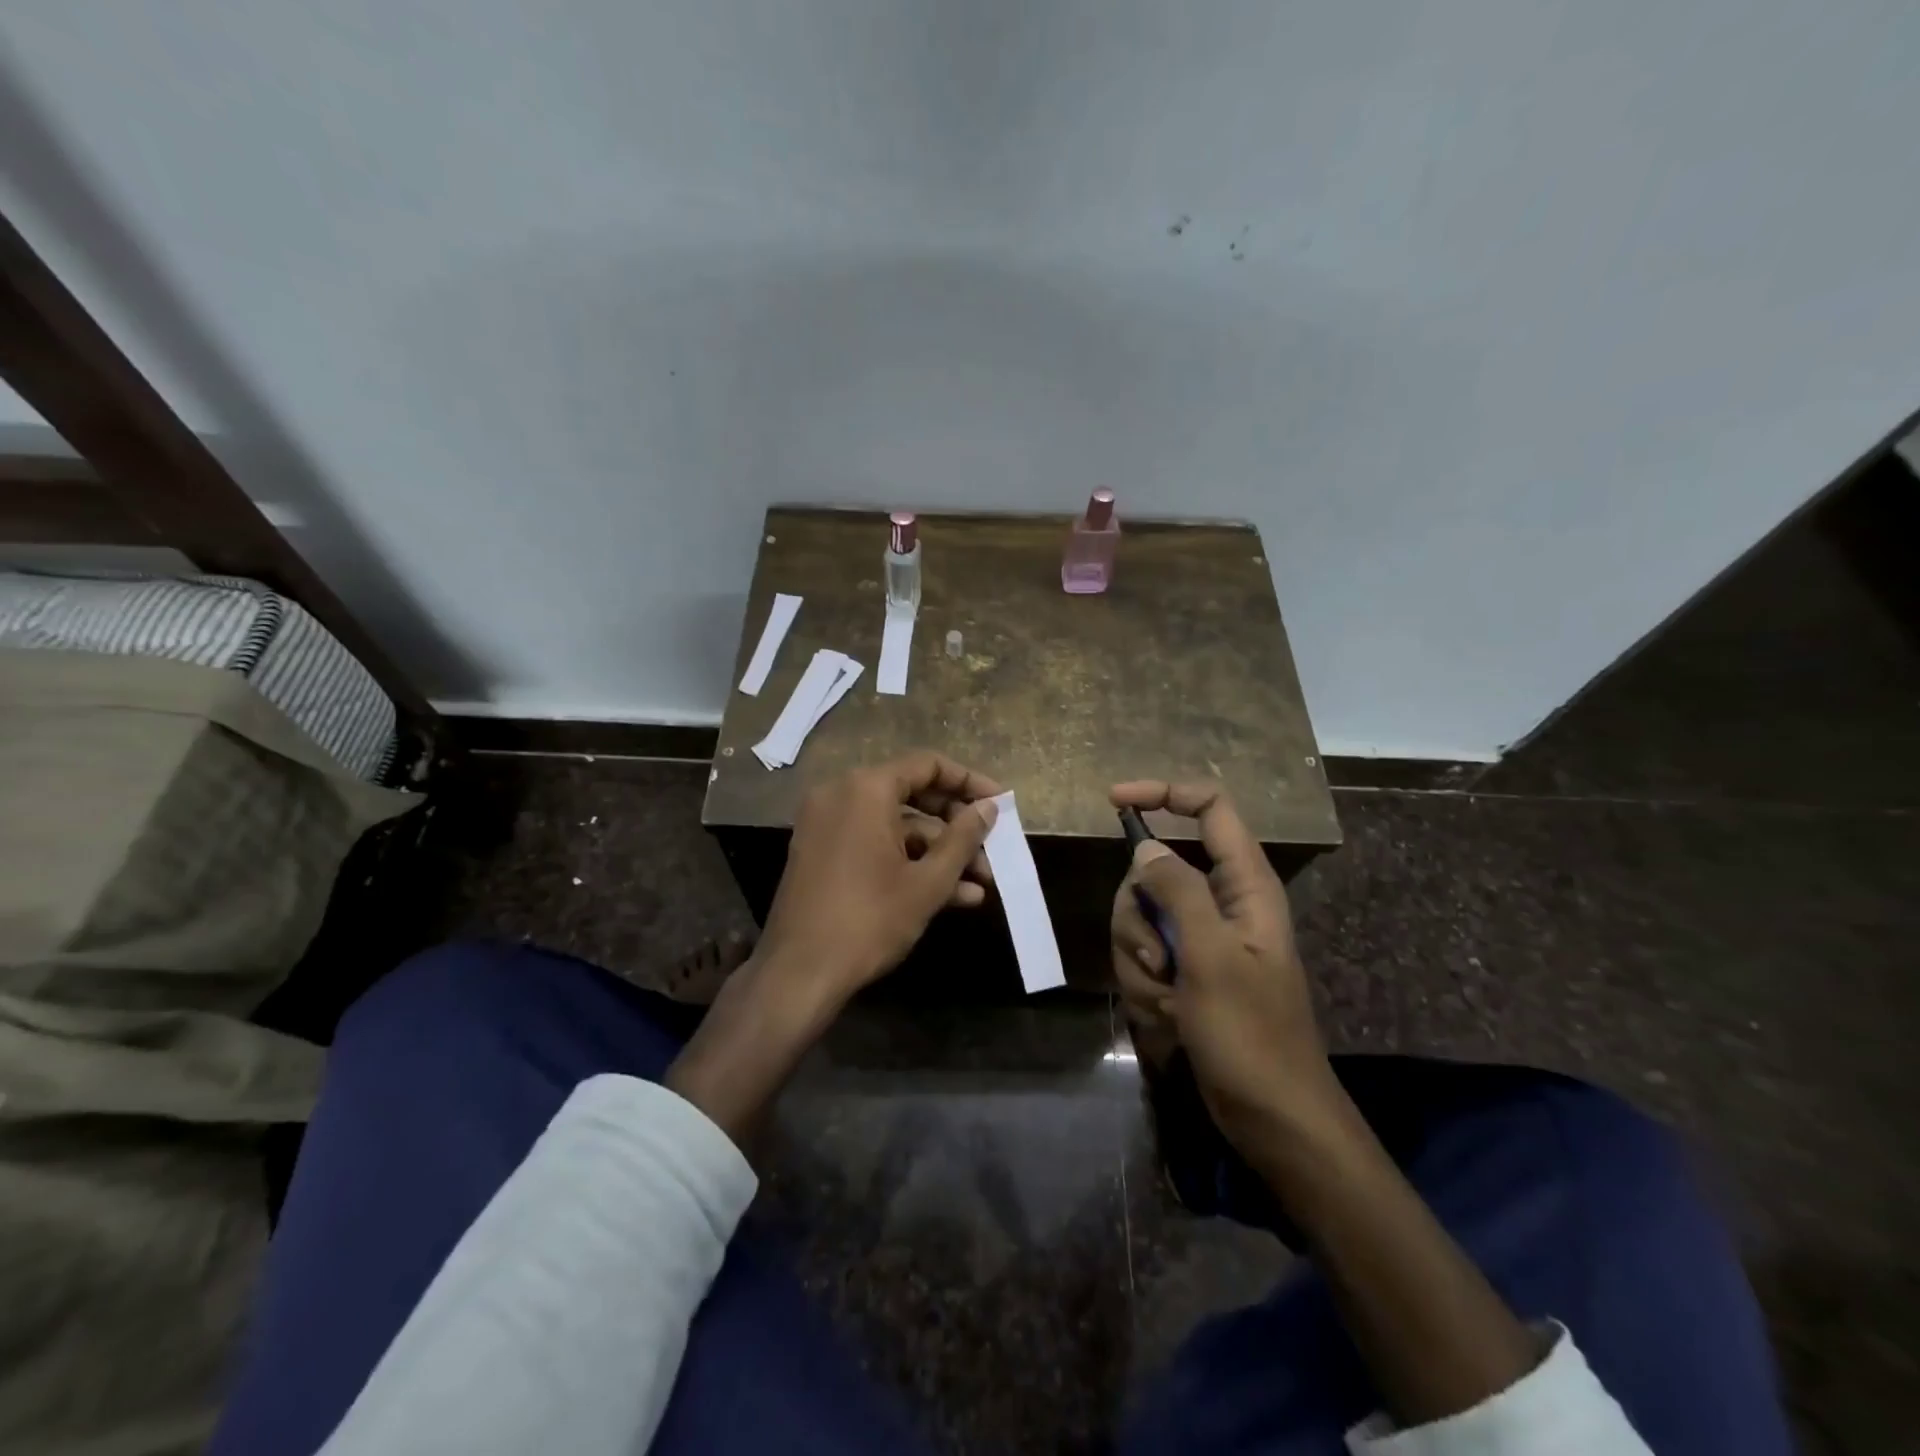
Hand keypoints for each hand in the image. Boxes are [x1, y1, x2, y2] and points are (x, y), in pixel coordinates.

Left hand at [756, 751, 1001, 1014]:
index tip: (1000, 803)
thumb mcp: (928, 882)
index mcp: (866, 789)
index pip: (928, 765)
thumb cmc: (869, 920)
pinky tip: (951, 896)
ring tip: (980, 884)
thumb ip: (963, 838)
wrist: (798, 973)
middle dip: (956, 826)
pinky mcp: (820, 853)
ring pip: (895, 826)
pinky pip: (873, 844)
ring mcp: (826, 824)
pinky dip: (907, 862)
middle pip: (912, 794)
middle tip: (991, 848)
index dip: (969, 782)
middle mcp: (841, 795)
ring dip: (938, 853)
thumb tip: (988, 808)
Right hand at [1109, 780, 1338, 1153]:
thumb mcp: (1211, 958)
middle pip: (1153, 870)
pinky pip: (1142, 954)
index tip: (1113, 802)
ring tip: (1169, 997)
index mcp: (1244, 885)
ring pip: (1139, 916)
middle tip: (1159, 957)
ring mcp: (1198, 938)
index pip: (1209, 808)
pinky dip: (1145, 983)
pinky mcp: (1183, 969)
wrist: (1270, 1115)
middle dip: (1138, 915)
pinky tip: (1169, 1016)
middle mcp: (1220, 902)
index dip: (1164, 793)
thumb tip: (1146, 848)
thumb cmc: (1251, 1034)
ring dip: (1139, 958)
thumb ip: (1178, 892)